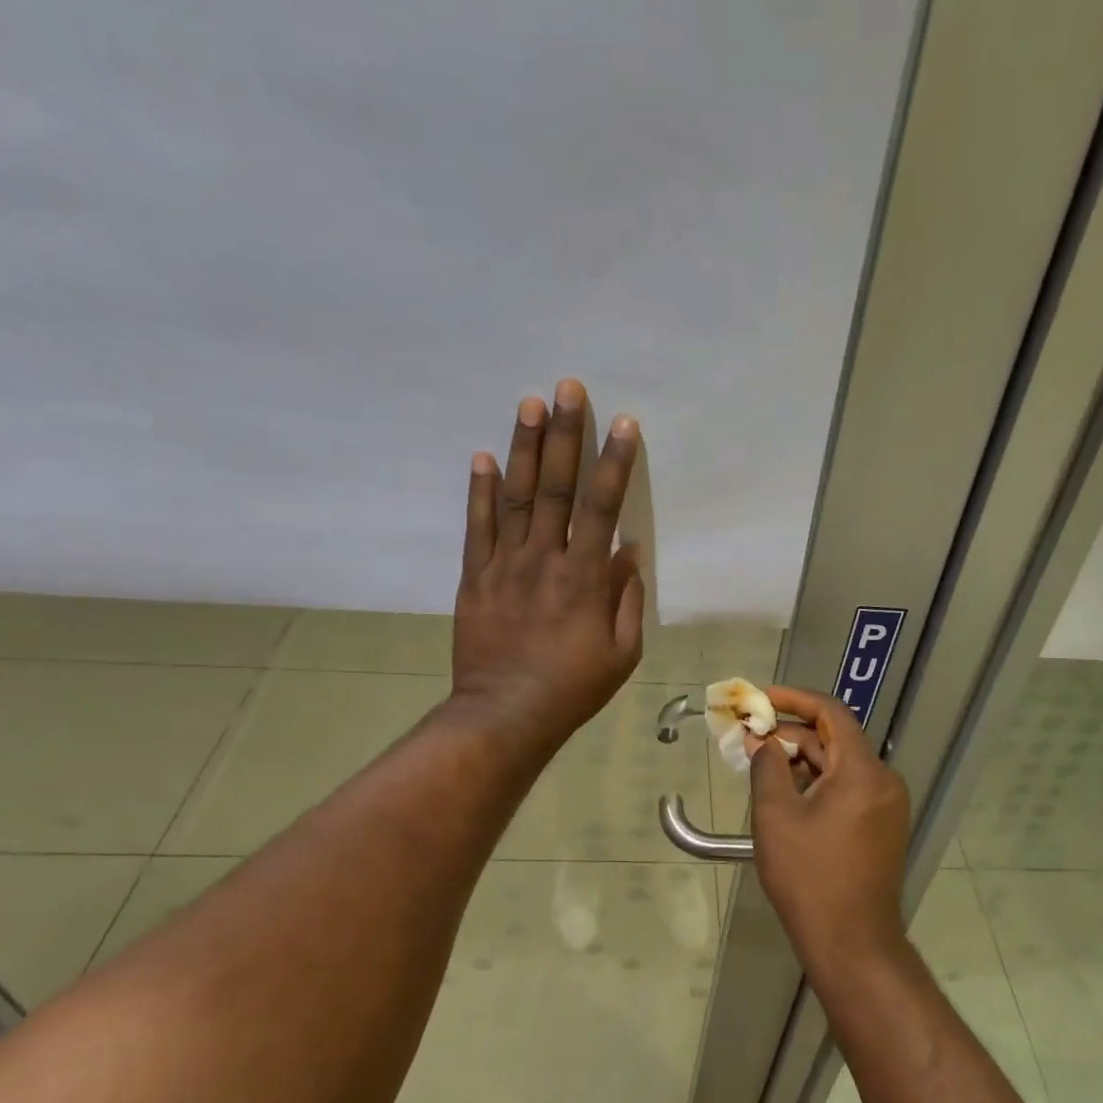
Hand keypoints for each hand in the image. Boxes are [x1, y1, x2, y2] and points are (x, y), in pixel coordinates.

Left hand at [453, 379, 644, 755]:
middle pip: (556, 488)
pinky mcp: (474, 577)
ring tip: (528, 403)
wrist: (505, 713)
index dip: (614, 463)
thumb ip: (627, 598)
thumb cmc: (573, 687)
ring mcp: (505, 565)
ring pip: (516, 496)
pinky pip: (477, 527)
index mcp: (585, 578)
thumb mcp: (622, 652)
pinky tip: (482, 456)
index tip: (622, 424)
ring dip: (523, 448)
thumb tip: (628, 550)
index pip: (602, 508)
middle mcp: (545, 560)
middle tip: (567, 388)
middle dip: (564, 435)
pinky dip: (479, 491)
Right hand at [747, 685, 910, 968]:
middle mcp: (883, 781)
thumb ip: (768, 768)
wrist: (852, 944)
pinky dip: (817, 784)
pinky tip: (787, 796)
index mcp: (862, 771)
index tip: (760, 699)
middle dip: (791, 736)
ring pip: (840, 766)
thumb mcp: (776, 816)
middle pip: (835, 740)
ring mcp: (887, 807)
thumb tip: (763, 742)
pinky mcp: (882, 828)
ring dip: (802, 761)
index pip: (831, 713)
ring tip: (762, 767)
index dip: (794, 699)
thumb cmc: (809, 877)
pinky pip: (848, 790)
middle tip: (750, 740)